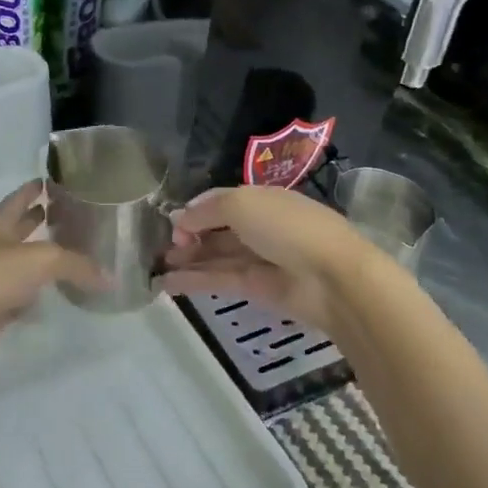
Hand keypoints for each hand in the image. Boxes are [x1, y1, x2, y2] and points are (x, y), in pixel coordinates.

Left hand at [0, 181, 105, 373]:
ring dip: (35, 260)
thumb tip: (111, 279)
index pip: (16, 200)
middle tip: (61, 215)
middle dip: (34, 222)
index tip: (46, 181)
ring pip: (17, 265)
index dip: (30, 190)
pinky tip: (49, 296)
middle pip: (15, 231)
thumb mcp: (43, 260)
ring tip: (64, 256)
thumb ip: (78, 265)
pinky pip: (17, 297)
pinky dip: (32, 295)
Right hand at [157, 184, 373, 329]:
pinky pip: (220, 280)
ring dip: (187, 261)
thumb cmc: (286, 228)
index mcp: (261, 199)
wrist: (331, 277)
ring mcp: (259, 258)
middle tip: (158, 250)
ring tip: (156, 268)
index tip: (171, 225)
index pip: (220, 201)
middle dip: (187, 237)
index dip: (194, 211)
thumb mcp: (242, 204)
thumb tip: (181, 219)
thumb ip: (207, 210)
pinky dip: (194, 281)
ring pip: (216, 257)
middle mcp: (259, 226)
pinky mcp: (257, 288)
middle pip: (216, 230)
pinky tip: (166, 284)